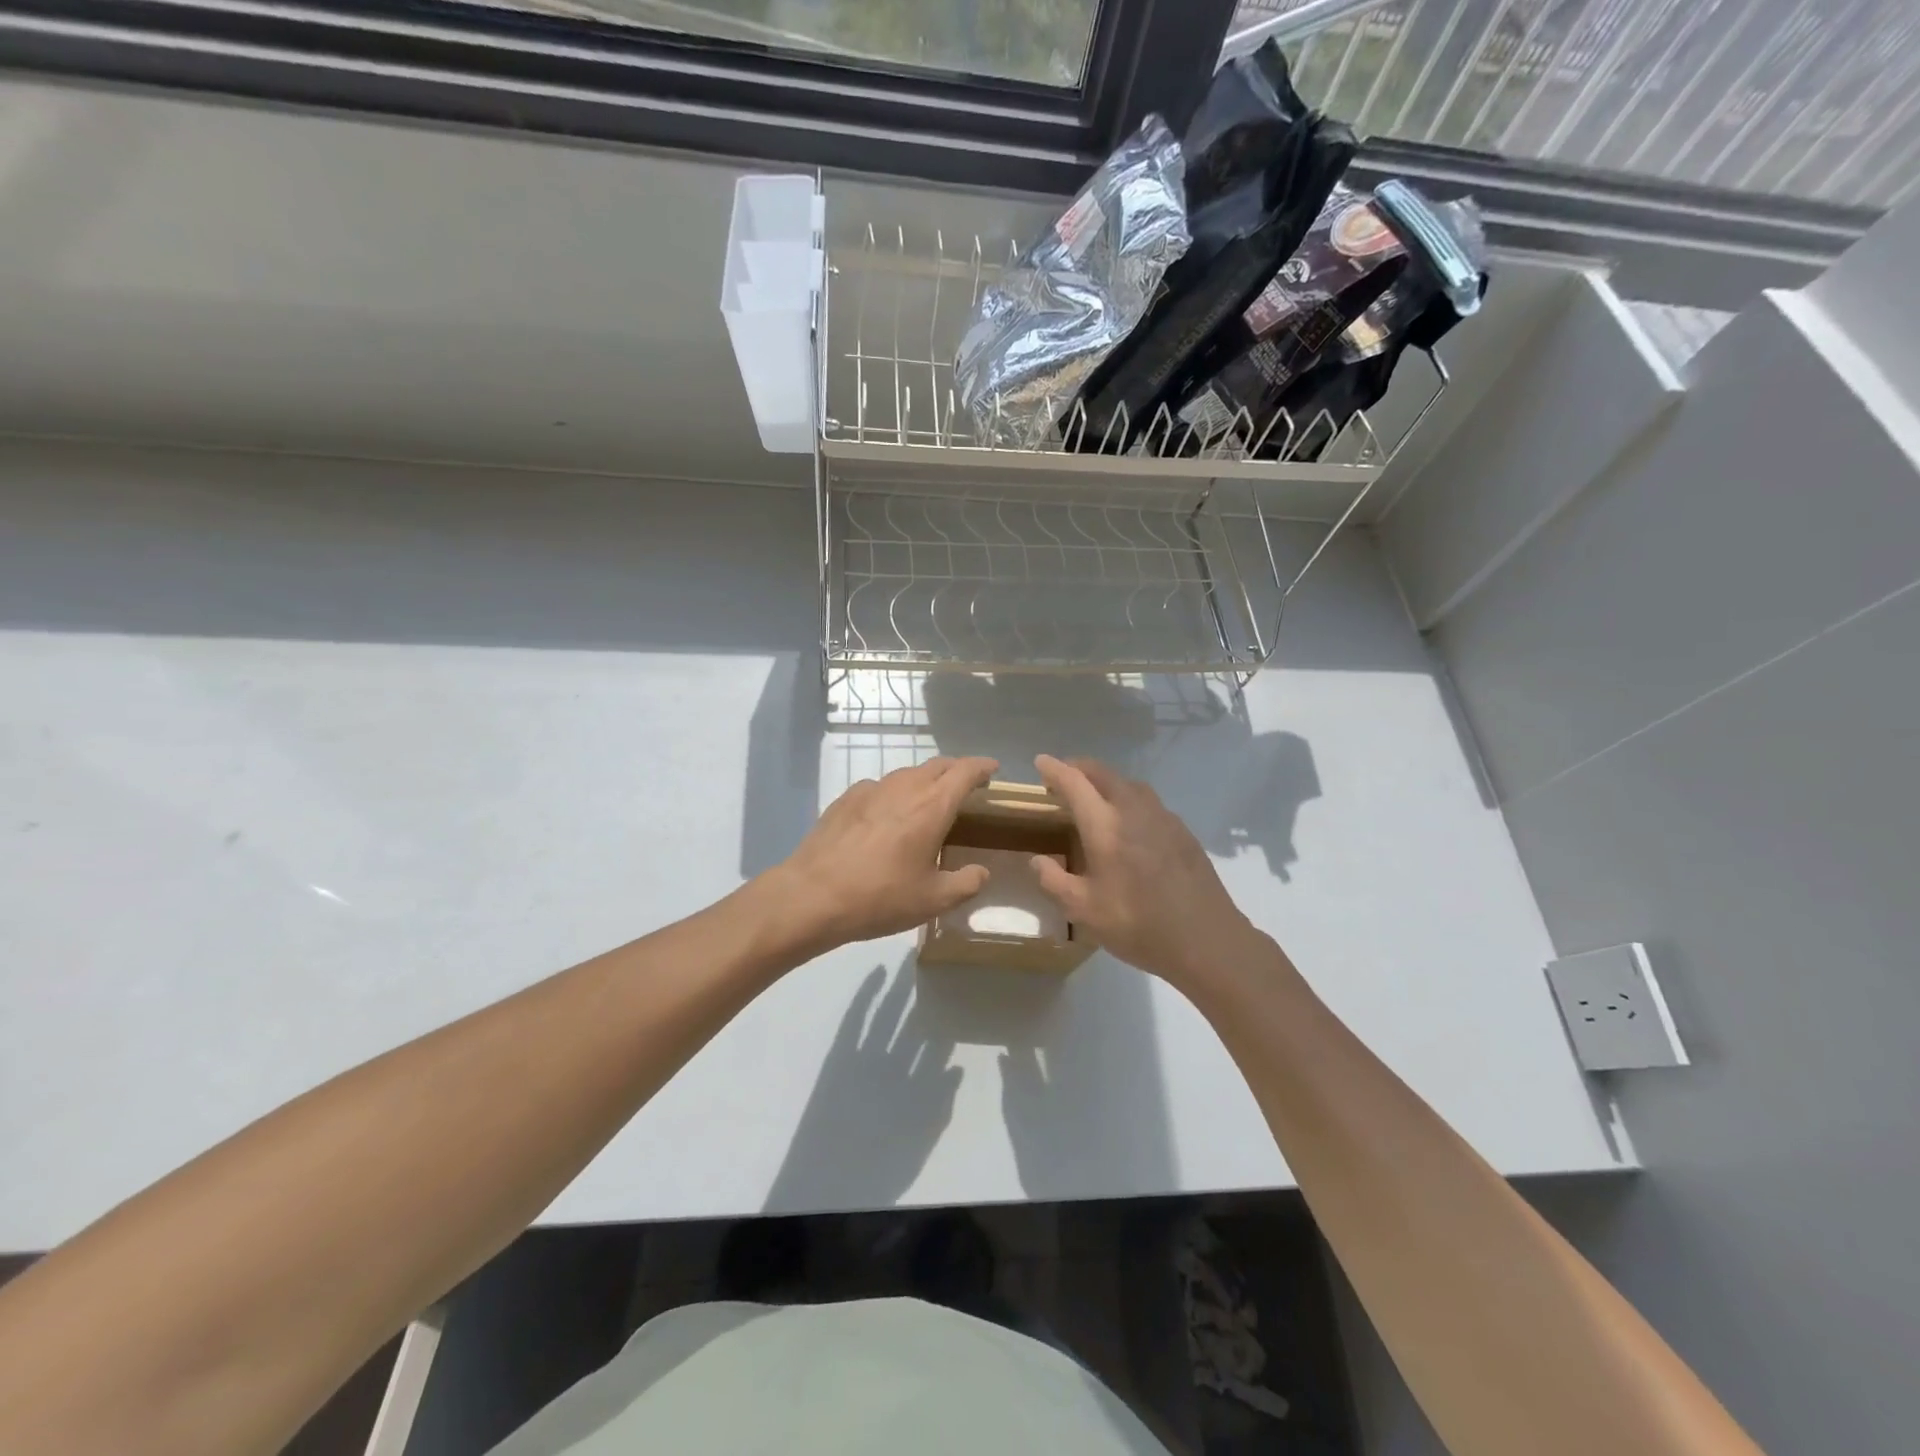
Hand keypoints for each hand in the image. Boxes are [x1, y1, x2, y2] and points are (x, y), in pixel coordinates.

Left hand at [766, 757, 998, 954]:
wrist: (812, 895)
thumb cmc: (881, 897)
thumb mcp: (934, 900)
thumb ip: (966, 883)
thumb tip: (981, 872)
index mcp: (932, 805)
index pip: (965, 771)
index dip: (982, 767)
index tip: (993, 770)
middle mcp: (904, 787)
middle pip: (937, 765)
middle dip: (957, 770)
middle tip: (967, 786)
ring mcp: (871, 789)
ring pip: (907, 774)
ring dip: (925, 780)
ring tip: (929, 802)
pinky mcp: (845, 799)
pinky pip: (879, 787)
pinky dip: (894, 793)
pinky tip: (888, 816)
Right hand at [1031, 754, 1263, 989]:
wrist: (1206, 939)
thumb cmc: (1137, 924)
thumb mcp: (1083, 910)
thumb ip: (1054, 881)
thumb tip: (1037, 860)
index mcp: (1105, 825)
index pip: (1074, 783)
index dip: (1054, 769)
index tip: (1040, 761)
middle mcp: (1134, 810)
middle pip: (1104, 774)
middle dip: (1080, 768)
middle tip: (1064, 777)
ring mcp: (1163, 818)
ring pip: (1130, 785)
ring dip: (1107, 782)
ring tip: (1095, 797)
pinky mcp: (1183, 832)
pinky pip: (1149, 803)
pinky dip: (1130, 800)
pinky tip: (1130, 824)